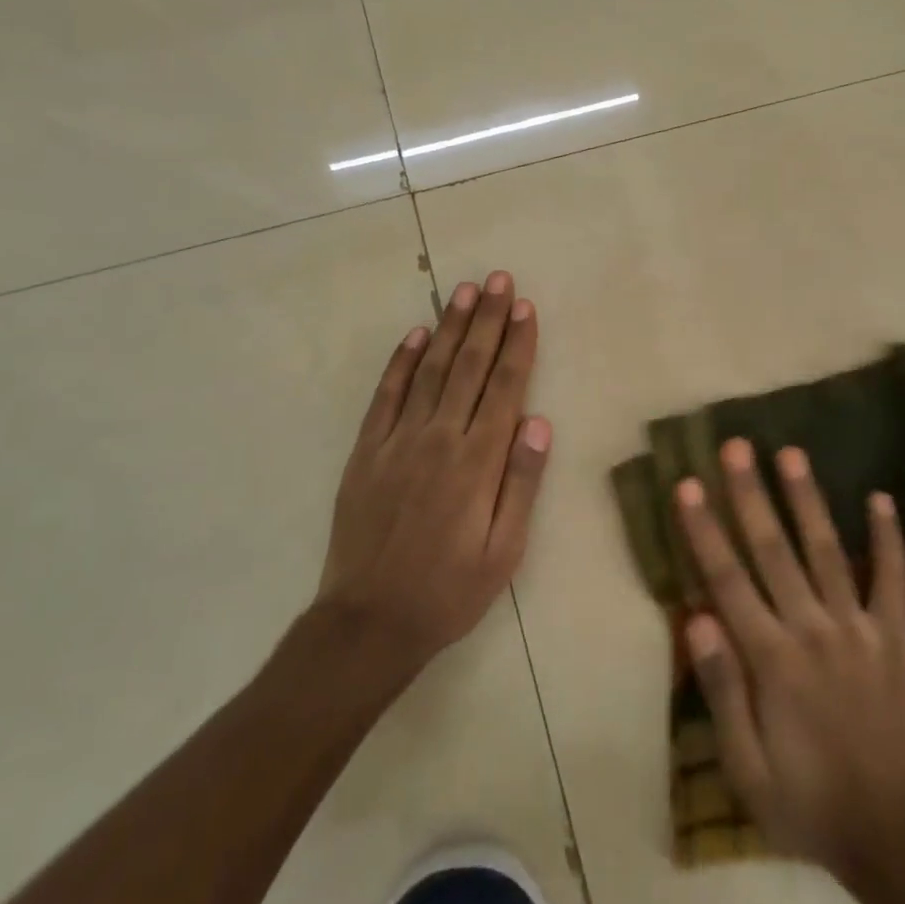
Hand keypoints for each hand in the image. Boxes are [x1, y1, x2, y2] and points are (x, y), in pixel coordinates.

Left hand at [313, 271, 551, 679]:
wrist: (368, 623)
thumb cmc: (449, 592)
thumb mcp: (504, 552)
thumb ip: (521, 484)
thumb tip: (538, 422)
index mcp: (477, 462)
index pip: (504, 387)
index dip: (517, 344)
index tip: (525, 307)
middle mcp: (438, 439)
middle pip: (468, 366)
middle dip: (486, 319)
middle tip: (498, 280)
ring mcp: (396, 441)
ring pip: (429, 370)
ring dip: (448, 328)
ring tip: (463, 291)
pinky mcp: (365, 451)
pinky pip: (386, 396)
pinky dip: (401, 362)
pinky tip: (415, 336)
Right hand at [676, 440, 904, 877]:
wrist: (897, 836)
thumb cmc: (808, 802)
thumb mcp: (746, 768)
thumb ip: (721, 690)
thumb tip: (696, 617)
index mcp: (771, 658)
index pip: (727, 579)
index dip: (704, 529)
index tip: (688, 483)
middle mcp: (812, 629)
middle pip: (773, 549)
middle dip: (750, 494)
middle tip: (737, 446)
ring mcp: (858, 628)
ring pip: (827, 551)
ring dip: (807, 500)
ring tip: (791, 453)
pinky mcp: (896, 637)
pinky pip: (893, 580)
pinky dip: (889, 539)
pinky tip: (882, 498)